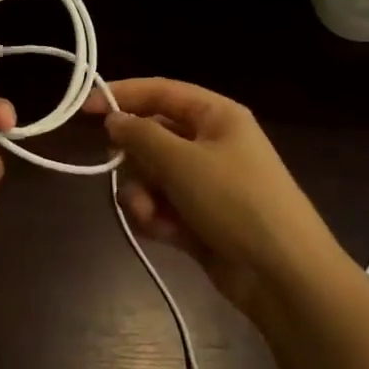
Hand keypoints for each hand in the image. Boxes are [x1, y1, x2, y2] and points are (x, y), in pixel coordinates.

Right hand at [85, 78, 327, 316]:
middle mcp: (210, 143)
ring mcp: (205, 183)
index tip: (84, 109)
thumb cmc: (235, 201)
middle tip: (125, 172)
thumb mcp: (182, 161)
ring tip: (149, 214)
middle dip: (135, 160)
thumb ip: (141, 136)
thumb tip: (114, 120)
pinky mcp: (199, 219)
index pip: (161, 92)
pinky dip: (156, 218)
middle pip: (152, 137)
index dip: (122, 95)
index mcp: (216, 116)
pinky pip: (162, 207)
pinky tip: (163, 233)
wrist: (283, 276)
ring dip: (142, 194)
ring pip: (152, 175)